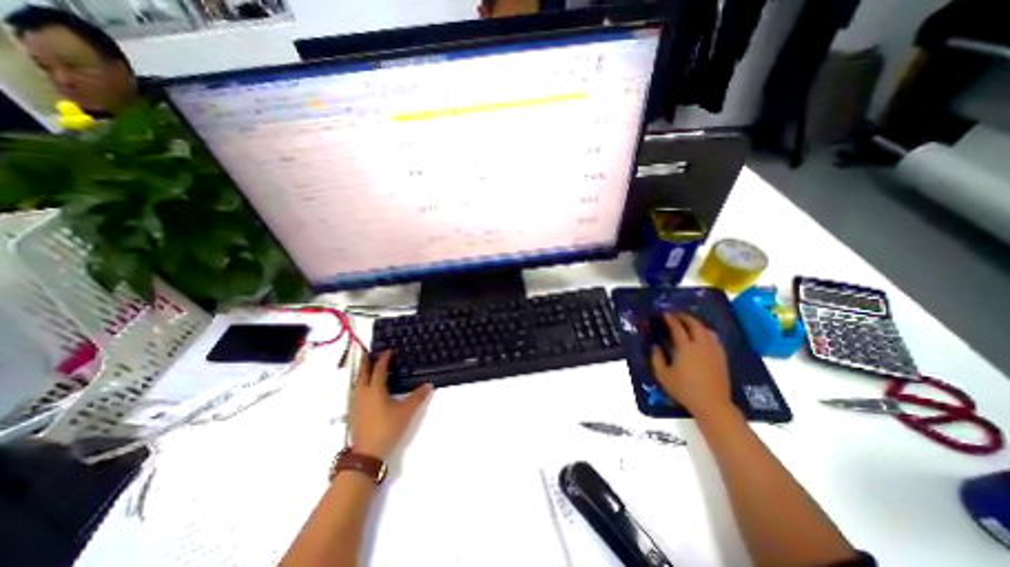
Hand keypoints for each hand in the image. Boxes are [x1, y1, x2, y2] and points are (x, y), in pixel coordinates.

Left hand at [351, 349, 431, 460]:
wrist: (366, 453)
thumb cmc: (387, 428)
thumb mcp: (406, 412)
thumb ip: (418, 397)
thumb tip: (428, 384)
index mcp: (375, 389)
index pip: (379, 369)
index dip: (383, 359)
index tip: (388, 351)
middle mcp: (362, 393)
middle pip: (362, 373)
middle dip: (365, 362)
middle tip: (368, 353)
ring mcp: (355, 403)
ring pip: (356, 382)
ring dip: (361, 373)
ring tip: (366, 368)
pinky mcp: (352, 412)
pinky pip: (355, 391)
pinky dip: (359, 383)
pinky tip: (364, 389)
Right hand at [652, 314, 730, 416]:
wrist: (712, 404)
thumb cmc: (684, 389)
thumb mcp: (663, 375)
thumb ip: (657, 358)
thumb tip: (655, 346)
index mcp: (685, 348)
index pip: (678, 328)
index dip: (671, 319)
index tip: (665, 314)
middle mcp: (701, 345)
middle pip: (695, 325)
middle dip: (685, 317)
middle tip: (677, 315)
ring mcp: (713, 351)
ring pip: (707, 330)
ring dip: (697, 324)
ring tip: (689, 324)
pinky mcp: (722, 358)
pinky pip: (714, 339)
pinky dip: (706, 333)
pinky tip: (702, 337)